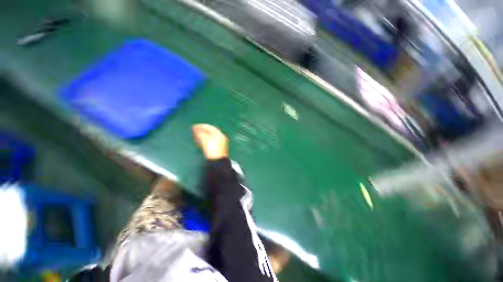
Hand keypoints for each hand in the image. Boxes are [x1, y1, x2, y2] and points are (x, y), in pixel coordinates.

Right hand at [193, 124, 228, 159]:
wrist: (217, 162)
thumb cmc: (211, 150)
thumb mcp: (205, 141)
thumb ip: (200, 134)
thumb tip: (195, 128)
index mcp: (219, 134)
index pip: (210, 127)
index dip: (201, 126)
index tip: (193, 127)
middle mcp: (221, 137)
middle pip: (211, 132)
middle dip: (202, 131)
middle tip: (194, 131)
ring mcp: (220, 143)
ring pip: (210, 137)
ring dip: (203, 135)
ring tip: (195, 136)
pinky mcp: (218, 149)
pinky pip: (211, 141)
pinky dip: (205, 140)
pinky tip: (200, 142)